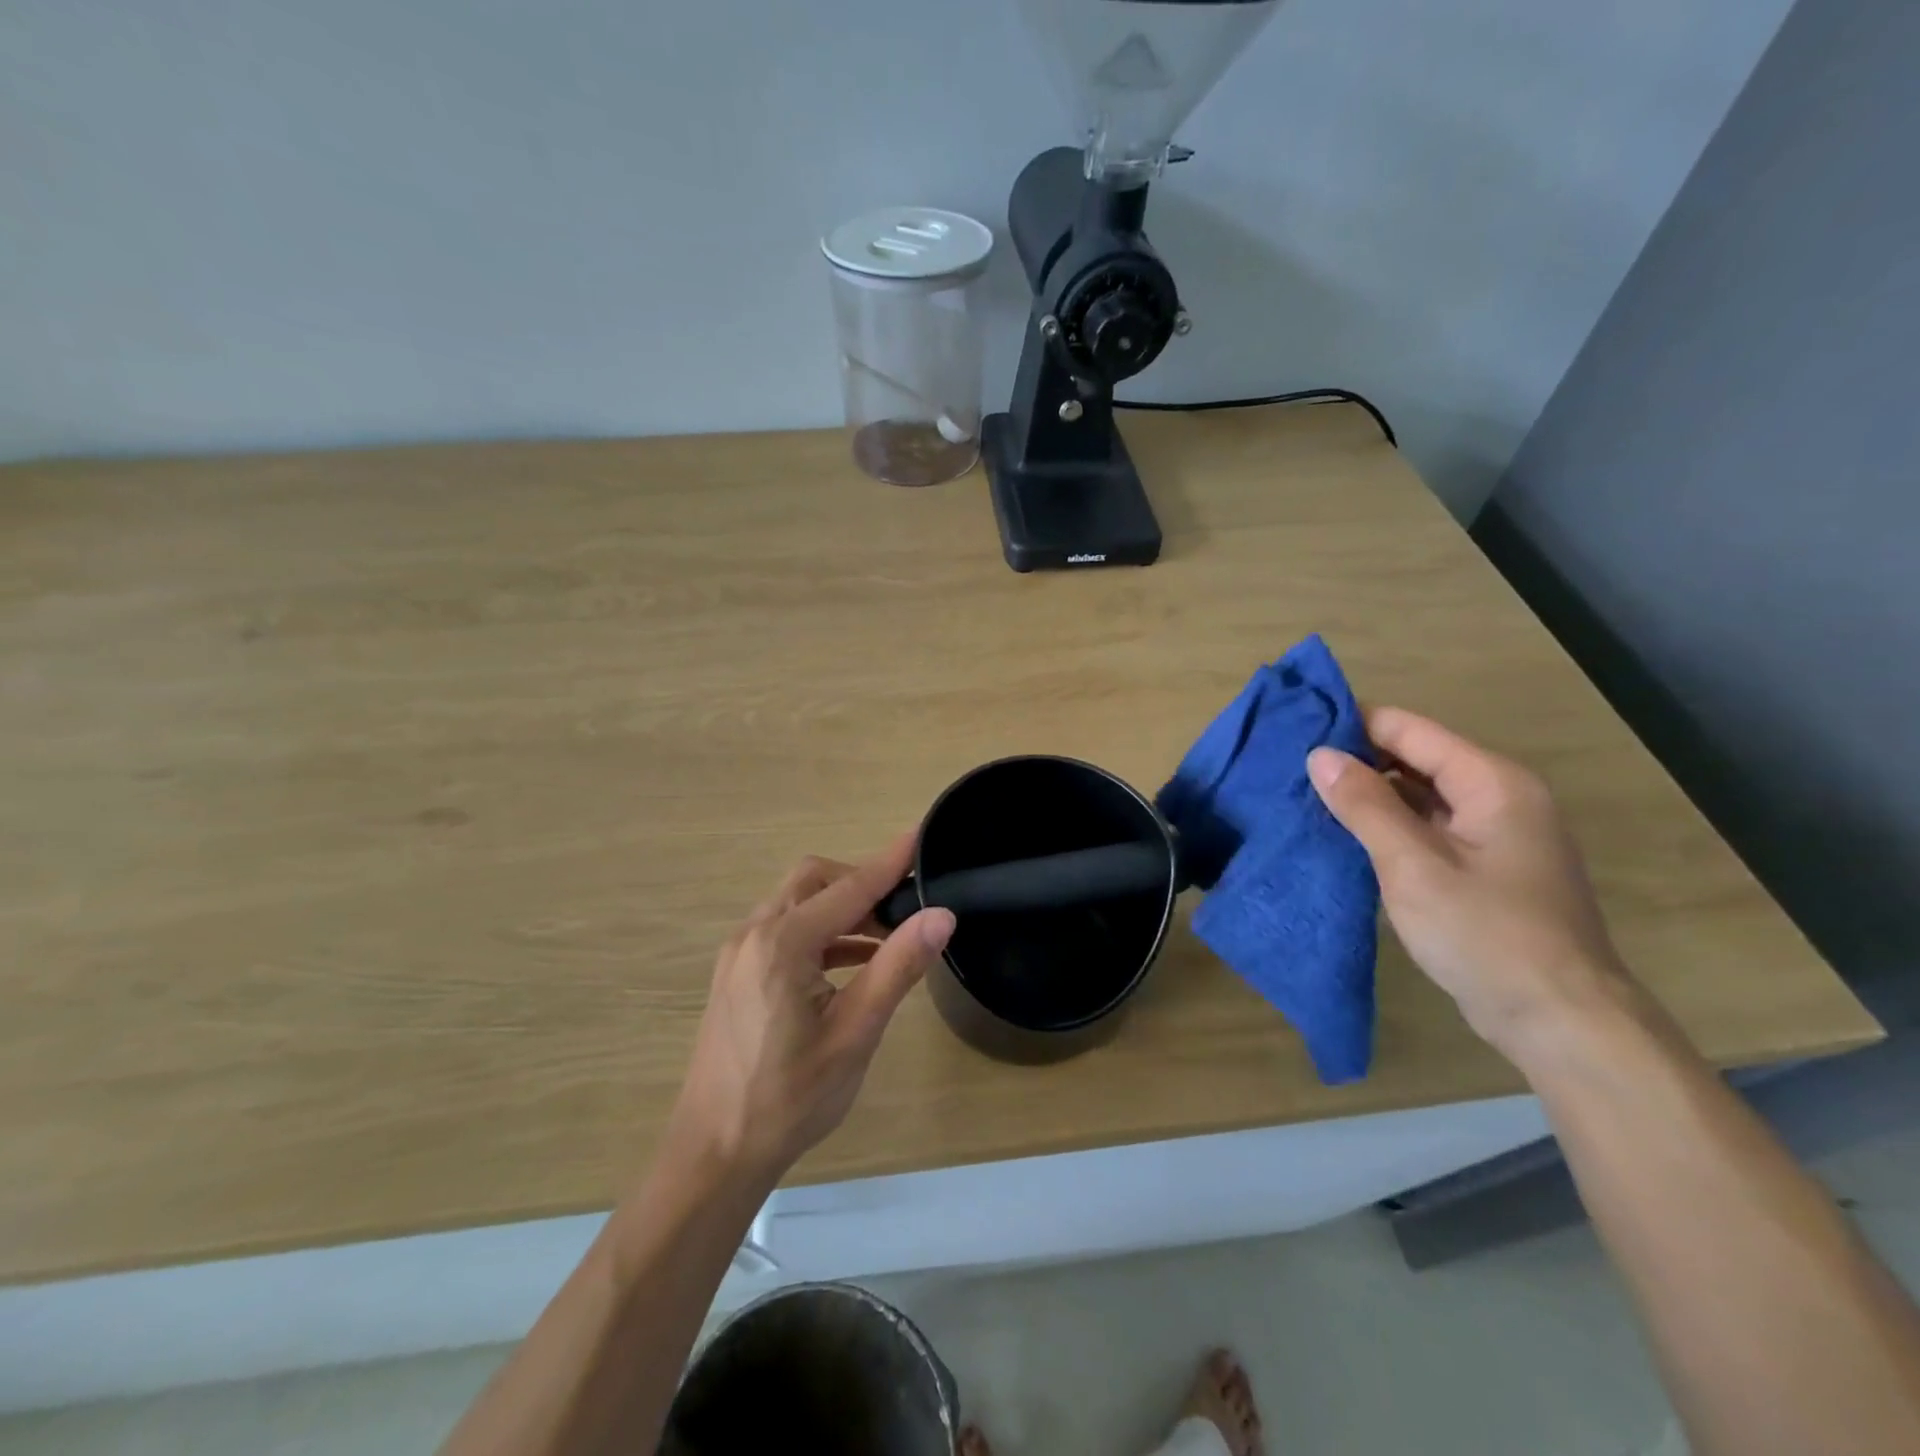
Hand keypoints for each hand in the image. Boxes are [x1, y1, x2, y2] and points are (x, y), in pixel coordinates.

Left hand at [668, 836, 955, 1183]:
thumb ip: (897, 967)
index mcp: (783, 943)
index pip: (850, 887)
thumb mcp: (854, 1033)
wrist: (714, 1154)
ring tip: (887, 937)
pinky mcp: (736, 971)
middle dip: (862, 883)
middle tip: (905, 908)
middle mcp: (754, 933)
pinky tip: (851, 961)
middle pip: (815, 881)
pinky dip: (821, 932)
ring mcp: (739, 951)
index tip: (921, 834)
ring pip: (798, 903)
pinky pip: (784, 929)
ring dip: (842, 908)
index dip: (890, 862)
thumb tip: (940, 916)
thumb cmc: (789, 1099)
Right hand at [1307, 707, 1632, 1062]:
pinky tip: (1347, 837)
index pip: (1410, 730)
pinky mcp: (1486, 868)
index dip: (1353, 725)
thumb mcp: (1413, 866)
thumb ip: (1365, 805)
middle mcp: (1499, 797)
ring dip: (1369, 796)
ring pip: (1420, 796)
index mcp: (1491, 782)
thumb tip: (1319, 755)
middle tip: (1292, 770)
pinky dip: (1389, 827)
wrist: (1561, 1022)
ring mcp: (1495, 835)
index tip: (1297, 730)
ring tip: (1307, 798)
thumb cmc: (1486, 935)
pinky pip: (1428, 828)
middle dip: (1357, 761)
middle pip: (1416, 759)